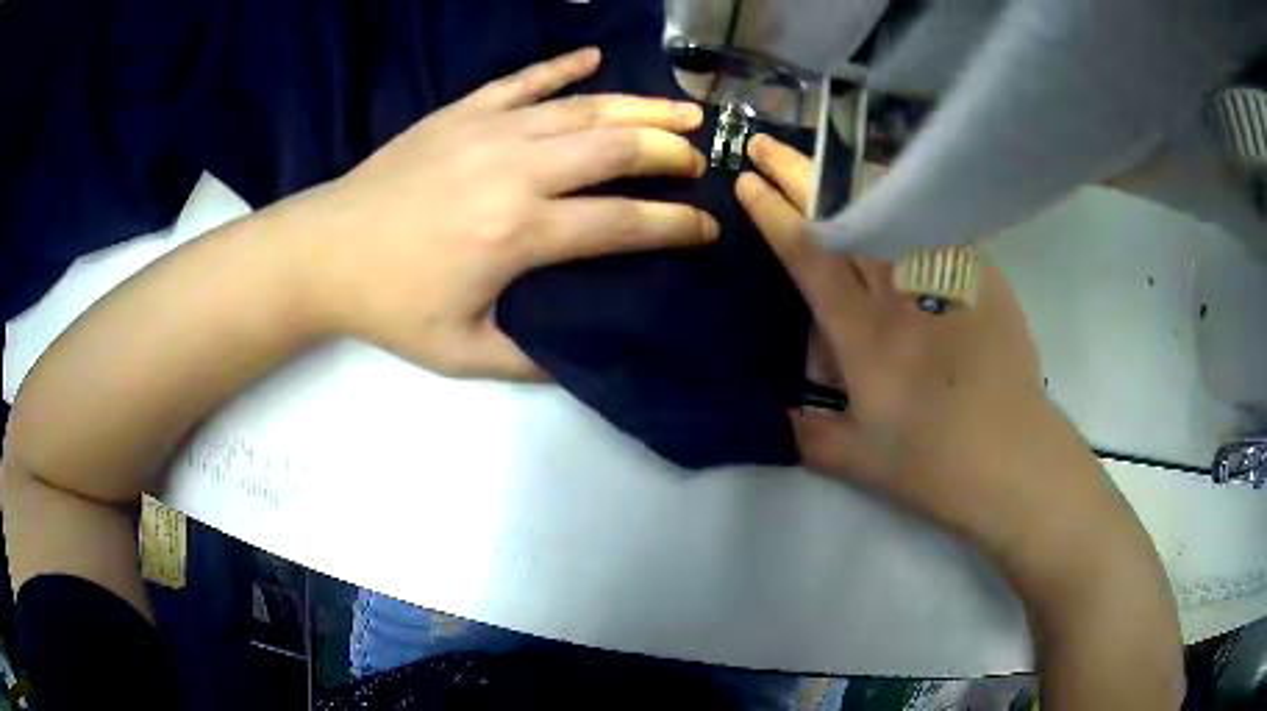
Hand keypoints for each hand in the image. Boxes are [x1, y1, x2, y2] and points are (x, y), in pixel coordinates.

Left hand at [289, 48, 717, 378]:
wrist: (324, 252)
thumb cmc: (389, 305)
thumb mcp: (460, 354)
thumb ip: (530, 359)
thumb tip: (583, 357)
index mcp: (519, 235)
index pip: (622, 225)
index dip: (675, 226)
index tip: (707, 227)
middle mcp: (516, 171)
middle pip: (616, 150)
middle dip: (670, 154)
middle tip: (698, 161)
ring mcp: (488, 131)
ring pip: (583, 108)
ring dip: (639, 108)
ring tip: (681, 111)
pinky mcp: (461, 112)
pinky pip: (523, 80)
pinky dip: (563, 66)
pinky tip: (594, 57)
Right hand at [736, 134, 1106, 552]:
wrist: (1013, 459)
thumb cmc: (932, 465)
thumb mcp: (856, 461)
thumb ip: (809, 435)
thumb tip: (784, 412)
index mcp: (863, 334)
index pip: (810, 256)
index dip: (774, 213)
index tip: (748, 180)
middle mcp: (901, 293)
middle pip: (845, 216)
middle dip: (800, 173)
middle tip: (767, 143)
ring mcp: (946, 278)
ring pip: (894, 207)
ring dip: (853, 176)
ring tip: (828, 156)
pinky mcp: (982, 278)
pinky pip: (937, 227)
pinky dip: (909, 204)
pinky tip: (900, 197)